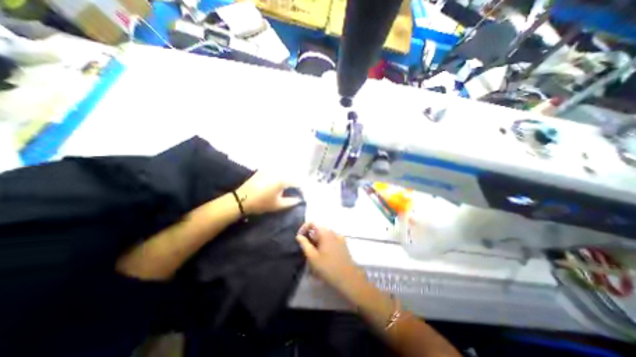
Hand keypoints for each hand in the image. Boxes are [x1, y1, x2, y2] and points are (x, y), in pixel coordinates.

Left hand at [236, 169, 300, 214]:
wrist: (241, 199)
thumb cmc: (261, 203)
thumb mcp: (278, 205)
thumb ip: (291, 202)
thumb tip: (299, 200)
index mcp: (282, 180)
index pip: (297, 183)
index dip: (301, 189)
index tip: (302, 195)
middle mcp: (277, 172)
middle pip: (291, 176)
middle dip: (295, 183)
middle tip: (297, 191)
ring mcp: (269, 170)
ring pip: (283, 172)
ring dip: (288, 179)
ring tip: (289, 187)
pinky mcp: (263, 170)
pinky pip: (275, 171)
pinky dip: (280, 176)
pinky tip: (278, 183)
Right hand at [295, 224, 364, 292]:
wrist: (347, 277)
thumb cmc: (328, 267)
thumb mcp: (312, 257)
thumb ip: (304, 244)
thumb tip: (299, 236)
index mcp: (325, 233)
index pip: (312, 223)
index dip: (304, 228)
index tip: (300, 238)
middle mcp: (333, 232)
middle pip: (318, 229)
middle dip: (311, 237)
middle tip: (307, 249)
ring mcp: (339, 237)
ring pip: (325, 235)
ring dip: (317, 241)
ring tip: (315, 255)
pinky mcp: (343, 243)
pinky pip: (331, 239)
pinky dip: (325, 243)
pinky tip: (324, 255)